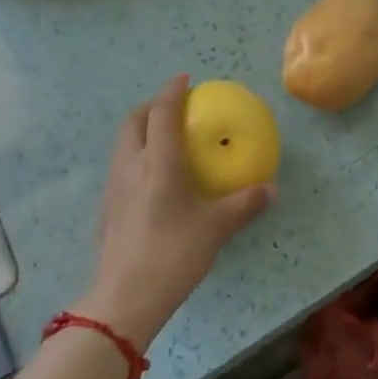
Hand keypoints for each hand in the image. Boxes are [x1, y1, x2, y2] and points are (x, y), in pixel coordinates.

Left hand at [75, 75, 274, 348]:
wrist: (124, 299)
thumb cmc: (173, 254)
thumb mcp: (215, 229)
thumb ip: (244, 205)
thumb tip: (272, 190)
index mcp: (157, 161)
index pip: (162, 112)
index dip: (172, 91)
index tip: (184, 79)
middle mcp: (131, 166)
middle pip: (133, 121)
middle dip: (151, 107)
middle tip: (172, 108)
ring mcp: (113, 188)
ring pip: (122, 144)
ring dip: (140, 131)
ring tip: (162, 140)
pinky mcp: (105, 210)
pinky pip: (119, 168)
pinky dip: (134, 158)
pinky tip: (150, 181)